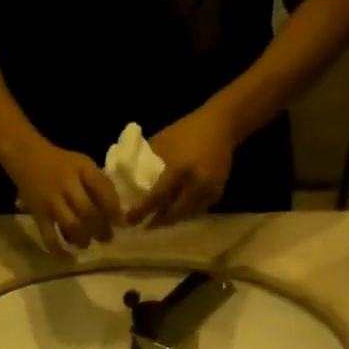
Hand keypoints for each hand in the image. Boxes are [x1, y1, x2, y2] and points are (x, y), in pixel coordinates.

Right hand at [1, 136, 122, 252]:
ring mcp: (51, 200)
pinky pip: (49, 236)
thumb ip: (98, 184)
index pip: (102, 188)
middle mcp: (66, 183)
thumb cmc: (60, 164)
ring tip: (87, 243)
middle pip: (88, 211)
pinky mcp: (37, 213)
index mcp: (82, 168)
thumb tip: (117, 214)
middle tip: (106, 238)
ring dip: (83, 239)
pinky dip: (59, 251)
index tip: (121, 223)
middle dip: (100, 229)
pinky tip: (68, 259)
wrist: (25, 156)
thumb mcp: (82, 164)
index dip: (114, 208)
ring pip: (71, 225)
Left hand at [130, 105, 236, 228]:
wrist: (222, 124)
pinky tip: (174, 211)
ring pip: (185, 215)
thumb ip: (147, 163)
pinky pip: (197, 210)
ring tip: (157, 220)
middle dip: (157, 221)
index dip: (142, 211)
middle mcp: (196, 184)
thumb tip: (127, 181)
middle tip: (144, 225)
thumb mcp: (162, 142)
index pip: (157, 197)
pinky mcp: (217, 193)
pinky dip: (184, 213)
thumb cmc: (187, 131)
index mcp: (180, 169)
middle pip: (173, 213)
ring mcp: (209, 190)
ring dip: (171, 219)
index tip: (129, 220)